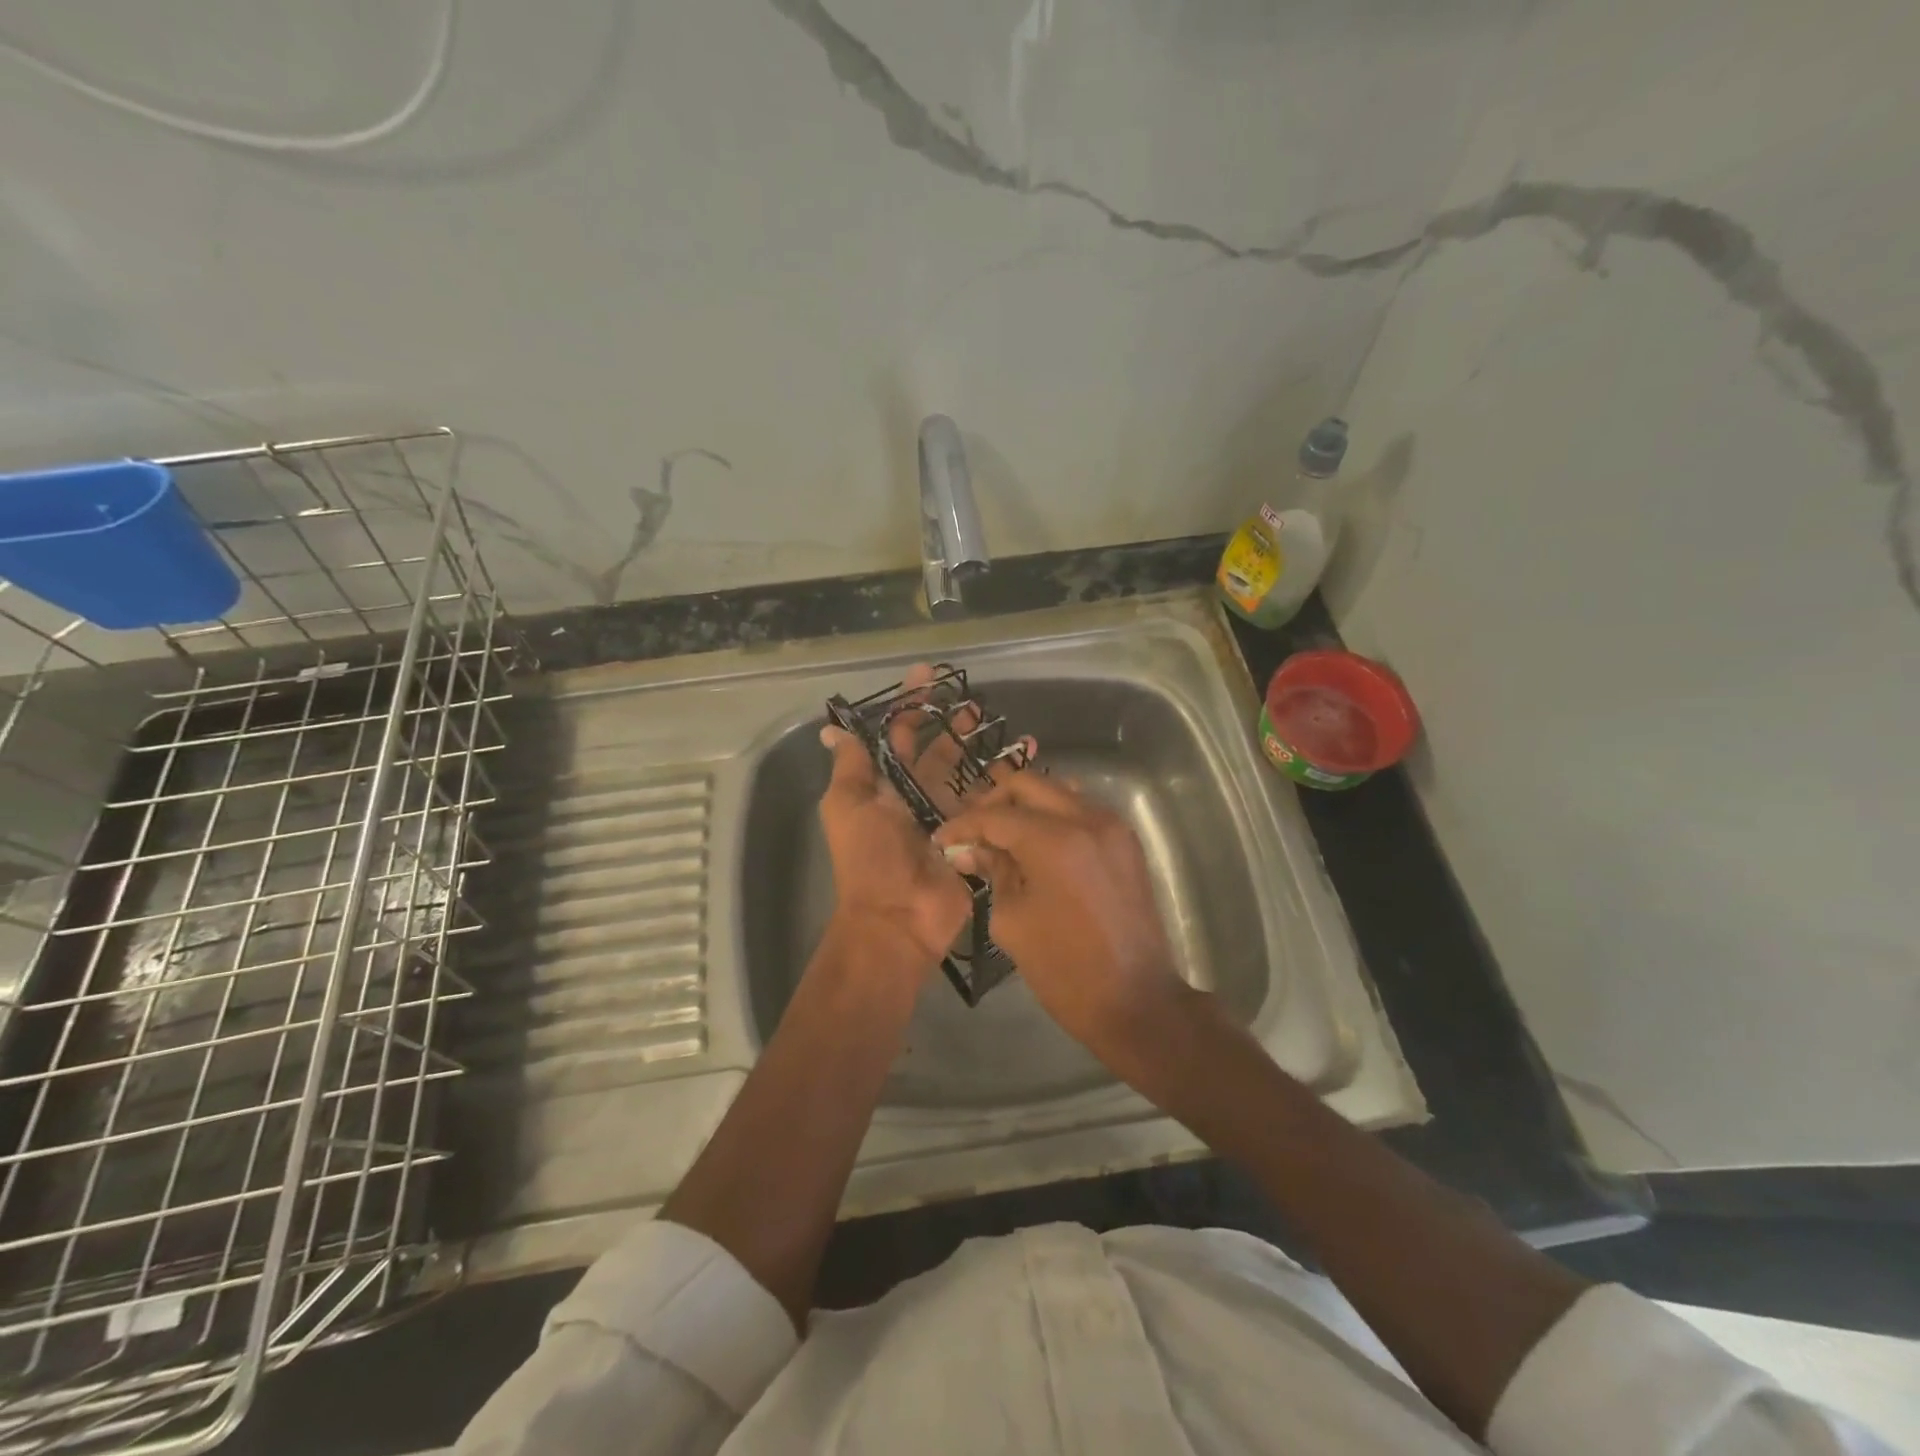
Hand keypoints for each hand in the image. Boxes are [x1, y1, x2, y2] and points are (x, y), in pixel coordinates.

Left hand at [816, 666, 992, 972]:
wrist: (899, 919)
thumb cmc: (870, 858)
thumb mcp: (849, 806)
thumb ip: (851, 767)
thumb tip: (832, 729)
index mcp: (886, 788)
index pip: (901, 737)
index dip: (911, 706)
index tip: (929, 675)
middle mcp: (918, 798)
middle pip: (939, 753)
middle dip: (953, 726)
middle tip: (975, 705)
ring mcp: (950, 818)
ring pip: (969, 776)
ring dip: (984, 752)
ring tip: (1004, 729)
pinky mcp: (976, 837)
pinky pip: (993, 805)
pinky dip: (1008, 785)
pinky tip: (1026, 763)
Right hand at [932, 774, 1192, 1061]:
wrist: (1136, 1001)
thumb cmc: (1065, 969)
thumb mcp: (1012, 921)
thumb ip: (992, 872)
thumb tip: (969, 850)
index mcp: (1054, 841)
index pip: (995, 815)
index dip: (963, 825)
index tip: (941, 840)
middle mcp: (1086, 819)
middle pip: (1028, 784)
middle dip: (993, 801)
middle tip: (971, 829)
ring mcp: (1112, 826)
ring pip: (1057, 791)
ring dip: (1025, 804)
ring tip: (1000, 832)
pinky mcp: (1125, 842)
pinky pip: (1081, 810)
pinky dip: (1053, 815)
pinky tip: (1035, 841)